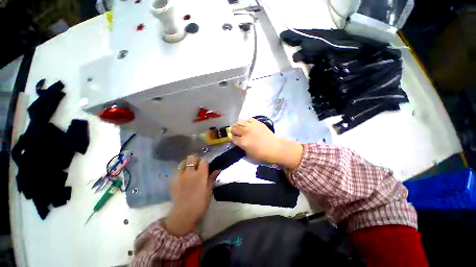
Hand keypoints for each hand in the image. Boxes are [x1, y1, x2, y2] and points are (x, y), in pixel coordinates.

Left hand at [165, 155, 219, 235]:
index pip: (203, 160)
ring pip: (183, 163)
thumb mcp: (209, 191)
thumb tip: (217, 170)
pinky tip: (183, 179)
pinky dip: (181, 172)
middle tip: (197, 166)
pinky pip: (177, 172)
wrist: (184, 214)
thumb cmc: (200, 203)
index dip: (205, 162)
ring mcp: (180, 176)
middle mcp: (190, 172)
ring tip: (189, 170)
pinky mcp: (173, 181)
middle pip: (191, 157)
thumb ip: (212, 178)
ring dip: (187, 164)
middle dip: (195, 159)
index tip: (205, 166)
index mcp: (200, 174)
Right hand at [230, 118, 302, 168]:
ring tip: (239, 126)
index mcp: (242, 141)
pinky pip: (248, 119)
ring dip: (237, 124)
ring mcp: (251, 126)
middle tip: (233, 131)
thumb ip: (241, 147)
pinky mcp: (257, 122)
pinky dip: (246, 121)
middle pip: (234, 128)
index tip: (231, 136)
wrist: (274, 147)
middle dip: (232, 129)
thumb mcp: (249, 154)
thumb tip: (238, 141)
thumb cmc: (261, 154)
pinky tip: (246, 124)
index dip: (230, 137)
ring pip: (239, 121)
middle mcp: (245, 132)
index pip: (232, 137)